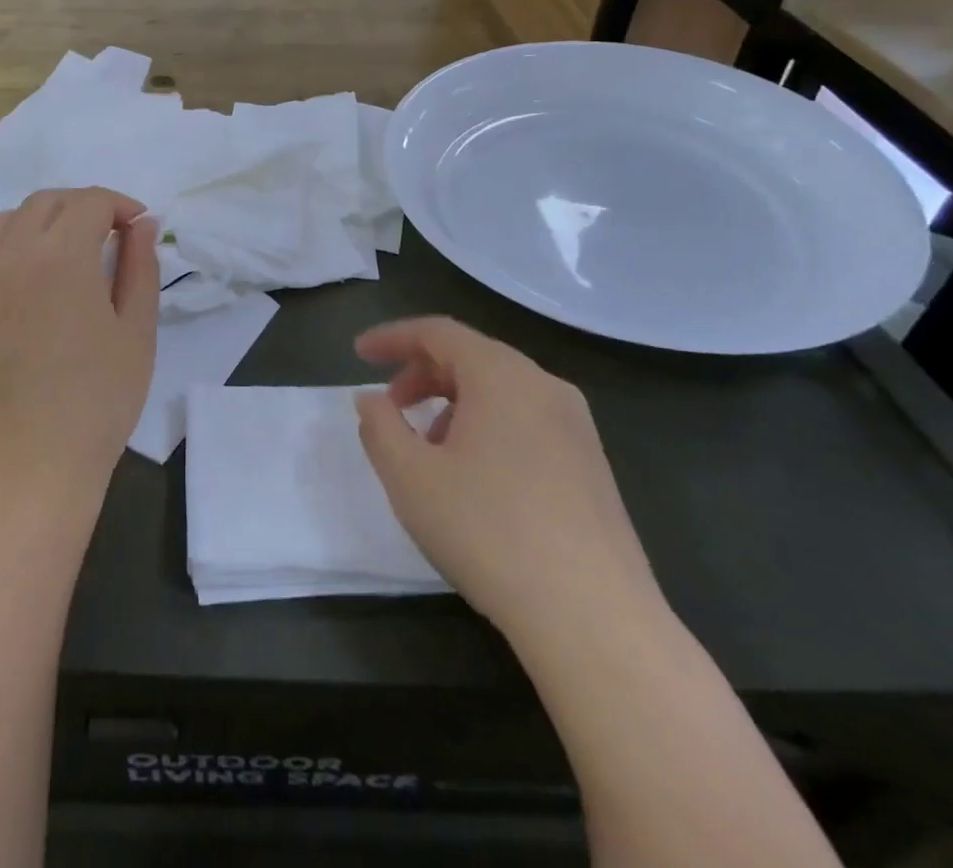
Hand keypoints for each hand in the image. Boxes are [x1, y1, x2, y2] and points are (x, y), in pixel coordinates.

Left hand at [0, 188, 159, 515]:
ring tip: (70, 249)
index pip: (91, 201)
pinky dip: (12, 244)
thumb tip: (143, 224)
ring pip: (10, 219)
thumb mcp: (136, 332)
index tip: (140, 228)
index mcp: (61, 255)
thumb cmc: (95, 402)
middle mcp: (12, 253)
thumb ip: (141, 267)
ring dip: (45, 219)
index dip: (122, 205)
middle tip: (112, 235)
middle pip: (48, 201)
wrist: (25, 467)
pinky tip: (31, 276)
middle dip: (85, 206)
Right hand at [354, 317, 662, 643]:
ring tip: (428, 449)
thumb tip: (372, 400)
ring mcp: (576, 426)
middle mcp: (544, 386)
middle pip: (471, 357)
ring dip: (453, 403)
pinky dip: (487, 426)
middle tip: (390, 406)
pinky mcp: (592, 465)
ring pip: (500, 390)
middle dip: (422, 373)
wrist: (594, 620)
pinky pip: (526, 420)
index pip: (437, 332)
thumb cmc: (488, 532)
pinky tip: (474, 477)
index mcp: (501, 375)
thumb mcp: (409, 476)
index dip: (392, 338)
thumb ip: (379, 426)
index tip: (357, 354)